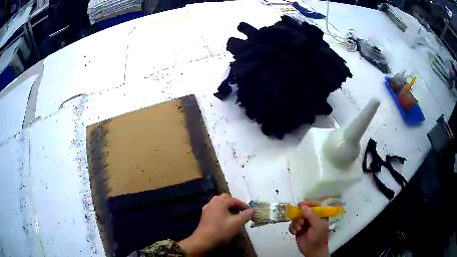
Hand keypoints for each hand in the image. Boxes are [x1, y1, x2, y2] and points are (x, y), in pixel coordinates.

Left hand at [178, 193, 253, 255]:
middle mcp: (213, 202)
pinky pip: (214, 207)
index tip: (249, 210)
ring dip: (226, 205)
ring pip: (218, 202)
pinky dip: (220, 209)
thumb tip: (252, 210)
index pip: (234, 200)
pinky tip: (223, 217)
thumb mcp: (236, 223)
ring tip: (232, 213)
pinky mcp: (204, 214)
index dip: (242, 204)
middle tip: (240, 210)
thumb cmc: (221, 230)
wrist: (204, 239)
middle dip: (233, 203)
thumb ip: (245, 215)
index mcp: (221, 202)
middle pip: (225, 198)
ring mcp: (207, 208)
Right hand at [289, 204, 328, 256]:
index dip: (307, 203)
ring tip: (298, 230)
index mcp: (320, 214)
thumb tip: (302, 205)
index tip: (300, 206)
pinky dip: (292, 228)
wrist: (312, 250)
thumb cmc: (318, 237)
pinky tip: (295, 233)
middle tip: (301, 223)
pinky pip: (292, 224)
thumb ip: (311, 215)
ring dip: (295, 223)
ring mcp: (304, 222)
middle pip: (302, 210)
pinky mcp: (298, 228)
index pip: (313, 204)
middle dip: (299, 216)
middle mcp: (312, 216)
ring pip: (296, 217)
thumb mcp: (317, 225)